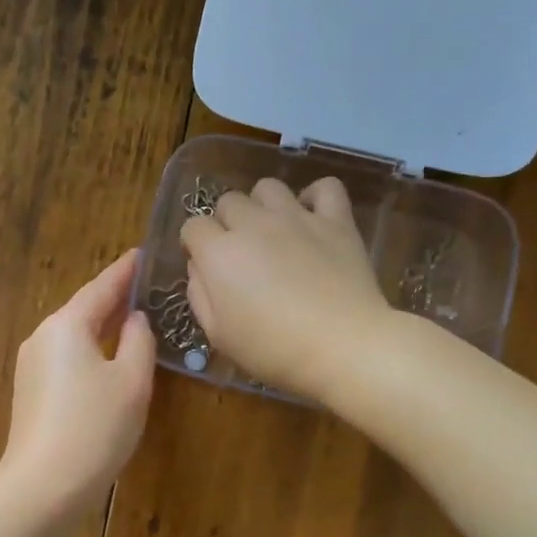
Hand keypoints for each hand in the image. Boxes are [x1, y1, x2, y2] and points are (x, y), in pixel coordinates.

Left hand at [0, 251, 156, 512]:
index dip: (125, 271)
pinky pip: (66, 358)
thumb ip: (138, 341)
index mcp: (66, 325)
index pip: (101, 287)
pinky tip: (108, 359)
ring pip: (74, 335)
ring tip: (132, 319)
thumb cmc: (94, 428)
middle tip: (145, 286)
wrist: (43, 486)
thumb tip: (134, 319)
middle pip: (83, 309)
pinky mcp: (30, 393)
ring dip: (102, 326)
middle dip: (113, 298)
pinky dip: (90, 350)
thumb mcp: (131, 381)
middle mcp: (42, 337)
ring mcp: (31, 366)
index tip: (143, 253)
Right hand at [180, 176, 392, 398]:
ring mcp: (297, 217)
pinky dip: (315, 197)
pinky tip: (312, 218)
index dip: (195, 245)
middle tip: (240, 254)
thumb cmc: (274, 350)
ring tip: (272, 232)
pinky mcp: (335, 221)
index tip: (205, 266)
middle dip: (226, 223)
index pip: (193, 227)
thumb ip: (199, 296)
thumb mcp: (219, 335)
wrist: (342, 346)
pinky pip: (325, 187)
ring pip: (268, 187)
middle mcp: (253, 224)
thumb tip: (198, 267)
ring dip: (263, 206)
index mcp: (220, 253)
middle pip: (228, 202)